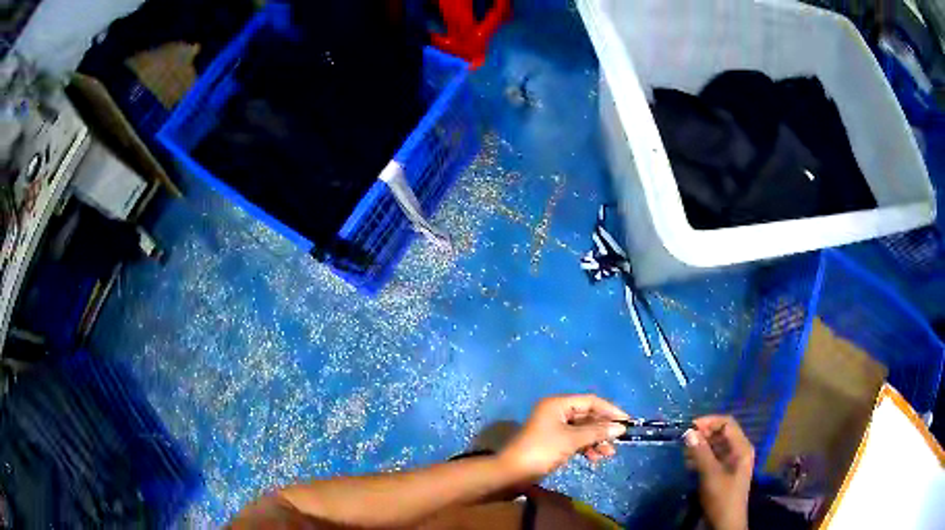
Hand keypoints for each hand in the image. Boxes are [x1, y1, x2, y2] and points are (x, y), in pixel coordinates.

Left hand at [499, 395, 628, 480]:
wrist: (512, 473)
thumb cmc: (541, 451)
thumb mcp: (571, 440)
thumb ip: (597, 432)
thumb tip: (620, 428)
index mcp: (558, 404)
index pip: (590, 401)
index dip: (610, 410)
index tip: (627, 422)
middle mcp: (557, 412)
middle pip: (587, 416)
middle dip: (603, 428)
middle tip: (619, 441)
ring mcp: (554, 428)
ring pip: (583, 430)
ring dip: (597, 440)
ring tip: (608, 454)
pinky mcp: (553, 443)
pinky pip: (575, 440)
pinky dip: (586, 447)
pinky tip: (595, 458)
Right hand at [685, 415, 753, 529]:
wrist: (725, 524)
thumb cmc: (722, 497)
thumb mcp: (710, 475)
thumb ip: (700, 453)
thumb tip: (688, 432)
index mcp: (741, 447)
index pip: (727, 423)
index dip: (709, 421)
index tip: (689, 427)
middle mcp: (738, 451)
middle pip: (721, 434)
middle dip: (703, 435)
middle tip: (683, 440)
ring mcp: (731, 463)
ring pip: (715, 446)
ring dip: (700, 447)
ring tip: (684, 453)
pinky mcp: (723, 473)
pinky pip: (712, 459)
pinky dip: (701, 458)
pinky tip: (689, 464)